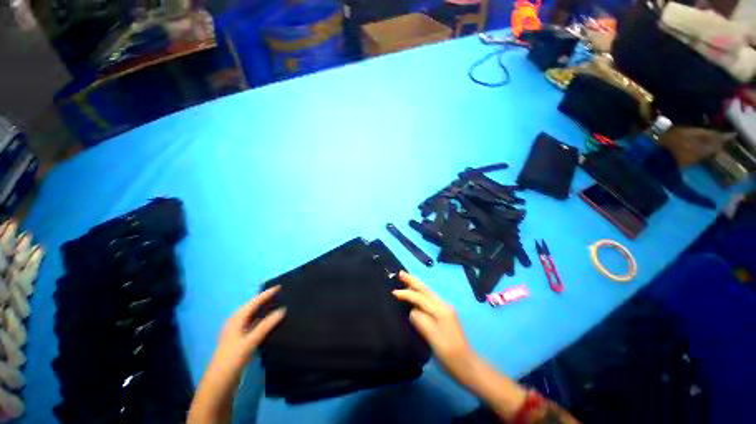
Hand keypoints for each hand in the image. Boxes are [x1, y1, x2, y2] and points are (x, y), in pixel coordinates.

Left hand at [213, 286, 285, 368]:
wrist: (219, 384)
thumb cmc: (232, 360)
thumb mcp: (250, 342)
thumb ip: (266, 325)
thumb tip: (283, 310)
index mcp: (236, 320)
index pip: (253, 303)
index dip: (266, 294)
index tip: (279, 287)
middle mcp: (236, 323)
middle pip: (252, 307)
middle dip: (264, 300)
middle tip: (280, 294)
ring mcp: (237, 332)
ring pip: (252, 316)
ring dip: (263, 310)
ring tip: (277, 304)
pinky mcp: (240, 341)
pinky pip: (253, 325)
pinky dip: (262, 320)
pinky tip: (270, 322)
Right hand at [393, 271, 478, 385]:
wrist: (467, 364)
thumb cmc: (449, 354)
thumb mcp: (434, 339)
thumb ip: (421, 321)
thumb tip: (412, 311)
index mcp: (441, 310)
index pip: (421, 298)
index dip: (407, 294)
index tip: (393, 293)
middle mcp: (443, 305)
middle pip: (425, 290)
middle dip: (412, 281)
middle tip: (400, 273)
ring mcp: (445, 309)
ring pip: (427, 293)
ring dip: (416, 285)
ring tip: (405, 279)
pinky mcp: (444, 314)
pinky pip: (429, 299)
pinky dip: (420, 293)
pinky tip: (415, 294)